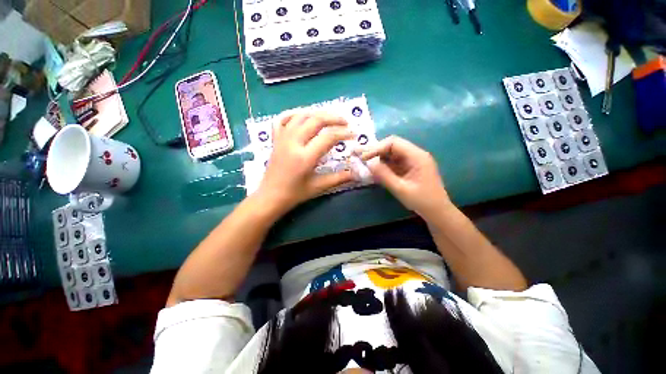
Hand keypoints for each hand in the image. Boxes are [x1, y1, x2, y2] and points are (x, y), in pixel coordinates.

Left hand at [255, 112, 354, 213]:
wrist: (271, 196)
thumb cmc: (295, 193)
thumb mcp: (319, 187)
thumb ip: (339, 178)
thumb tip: (356, 173)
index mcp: (305, 157)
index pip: (328, 137)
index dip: (343, 133)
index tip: (353, 135)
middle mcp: (293, 143)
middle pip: (316, 120)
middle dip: (334, 118)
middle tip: (345, 122)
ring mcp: (282, 138)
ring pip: (301, 115)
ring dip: (318, 113)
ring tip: (330, 118)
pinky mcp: (276, 138)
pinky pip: (283, 118)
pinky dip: (295, 113)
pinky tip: (304, 116)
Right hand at [360, 136, 450, 218]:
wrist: (437, 211)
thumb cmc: (422, 201)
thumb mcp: (401, 189)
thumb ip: (384, 175)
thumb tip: (369, 163)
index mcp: (417, 156)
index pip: (393, 143)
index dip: (376, 148)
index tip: (364, 157)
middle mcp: (415, 154)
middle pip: (392, 146)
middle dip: (375, 150)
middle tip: (360, 156)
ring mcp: (412, 161)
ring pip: (391, 153)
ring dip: (378, 157)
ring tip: (363, 162)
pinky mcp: (409, 167)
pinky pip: (393, 162)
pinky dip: (383, 165)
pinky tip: (374, 169)